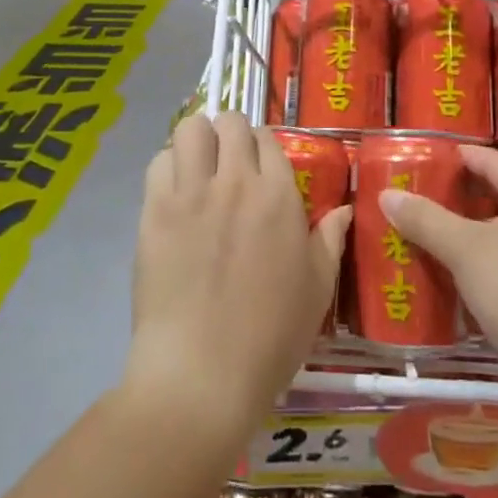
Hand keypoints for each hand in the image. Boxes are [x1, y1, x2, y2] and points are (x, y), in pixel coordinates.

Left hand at [122, 112, 349, 437]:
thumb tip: (344, 209)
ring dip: (196, 140)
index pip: (267, 137)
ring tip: (197, 167)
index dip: (262, 146)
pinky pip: (158, 162)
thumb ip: (330, 240)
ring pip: (190, 129)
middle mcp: (235, 181)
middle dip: (229, 133)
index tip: (258, 165)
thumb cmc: (270, 336)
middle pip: (229, 121)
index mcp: (278, 195)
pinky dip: (167, 167)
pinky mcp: (154, 211)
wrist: (202, 375)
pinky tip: (173, 193)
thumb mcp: (317, 289)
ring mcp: (191, 193)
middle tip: (227, 162)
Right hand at [380, 145, 497, 398]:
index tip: (419, 160)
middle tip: (414, 197)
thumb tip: (387, 194)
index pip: (489, 160)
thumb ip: (426, 220)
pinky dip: (482, 260)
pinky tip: (452, 272)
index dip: (455, 158)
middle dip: (456, 197)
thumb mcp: (467, 251)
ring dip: (467, 231)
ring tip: (424, 231)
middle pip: (496, 194)